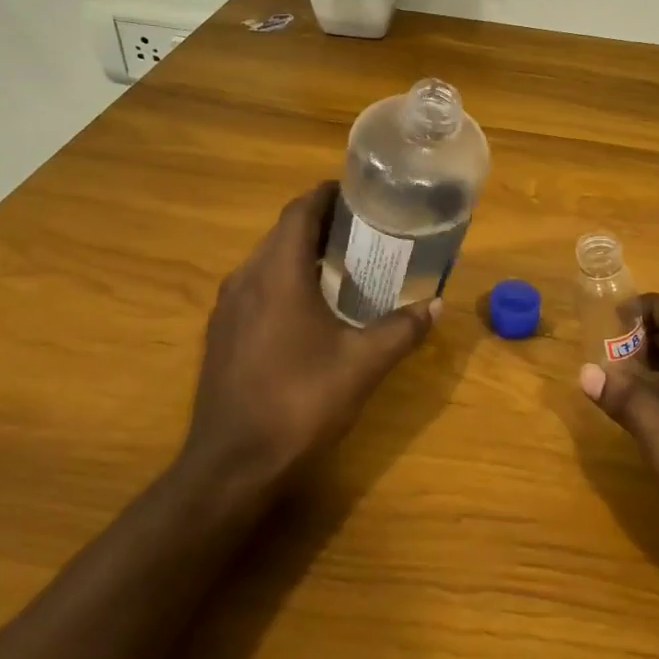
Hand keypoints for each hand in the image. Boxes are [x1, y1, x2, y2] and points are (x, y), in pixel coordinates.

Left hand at [181, 183, 436, 500]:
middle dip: (321, 224)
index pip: (300, 210)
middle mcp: (246, 279)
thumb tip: (437, 305)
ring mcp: (227, 309)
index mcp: (278, 273)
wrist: (233, 465)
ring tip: (343, 264)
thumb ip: (402, 330)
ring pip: (266, 261)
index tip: (360, 193)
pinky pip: (256, 289)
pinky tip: (309, 309)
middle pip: (283, 233)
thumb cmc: (300, 402)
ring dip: (301, 253)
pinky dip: (284, 282)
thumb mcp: (363, 365)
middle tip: (364, 229)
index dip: (328, 195)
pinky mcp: (220, 335)